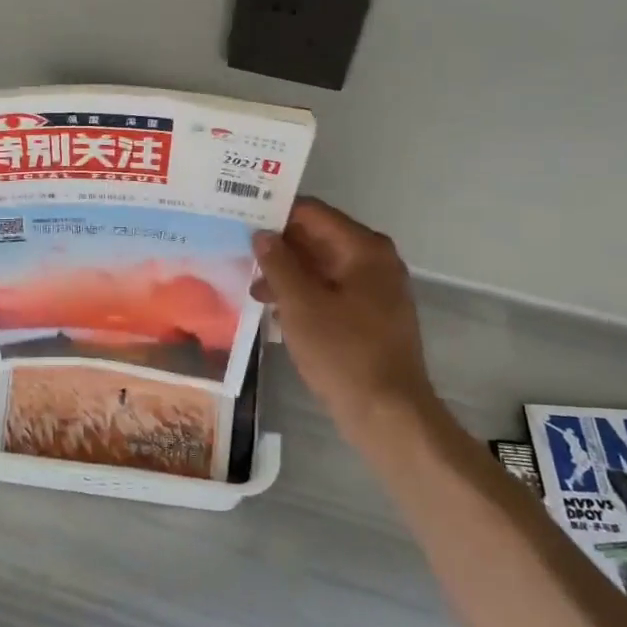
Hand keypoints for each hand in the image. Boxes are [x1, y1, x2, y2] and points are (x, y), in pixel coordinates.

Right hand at [252, 198, 436, 436]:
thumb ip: (279, 264)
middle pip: (318, 238)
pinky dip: (305, 295)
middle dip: (279, 247)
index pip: (312, 213)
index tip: (241, 221)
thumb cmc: (343, 352)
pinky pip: (332, 291)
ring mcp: (376, 289)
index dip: (275, 215)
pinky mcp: (372, 316)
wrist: (388, 413)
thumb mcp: (301, 305)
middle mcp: (375, 260)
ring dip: (288, 274)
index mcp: (364, 248)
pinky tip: (276, 311)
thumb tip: (262, 234)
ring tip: (253, 290)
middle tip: (238, 254)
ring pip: (323, 267)